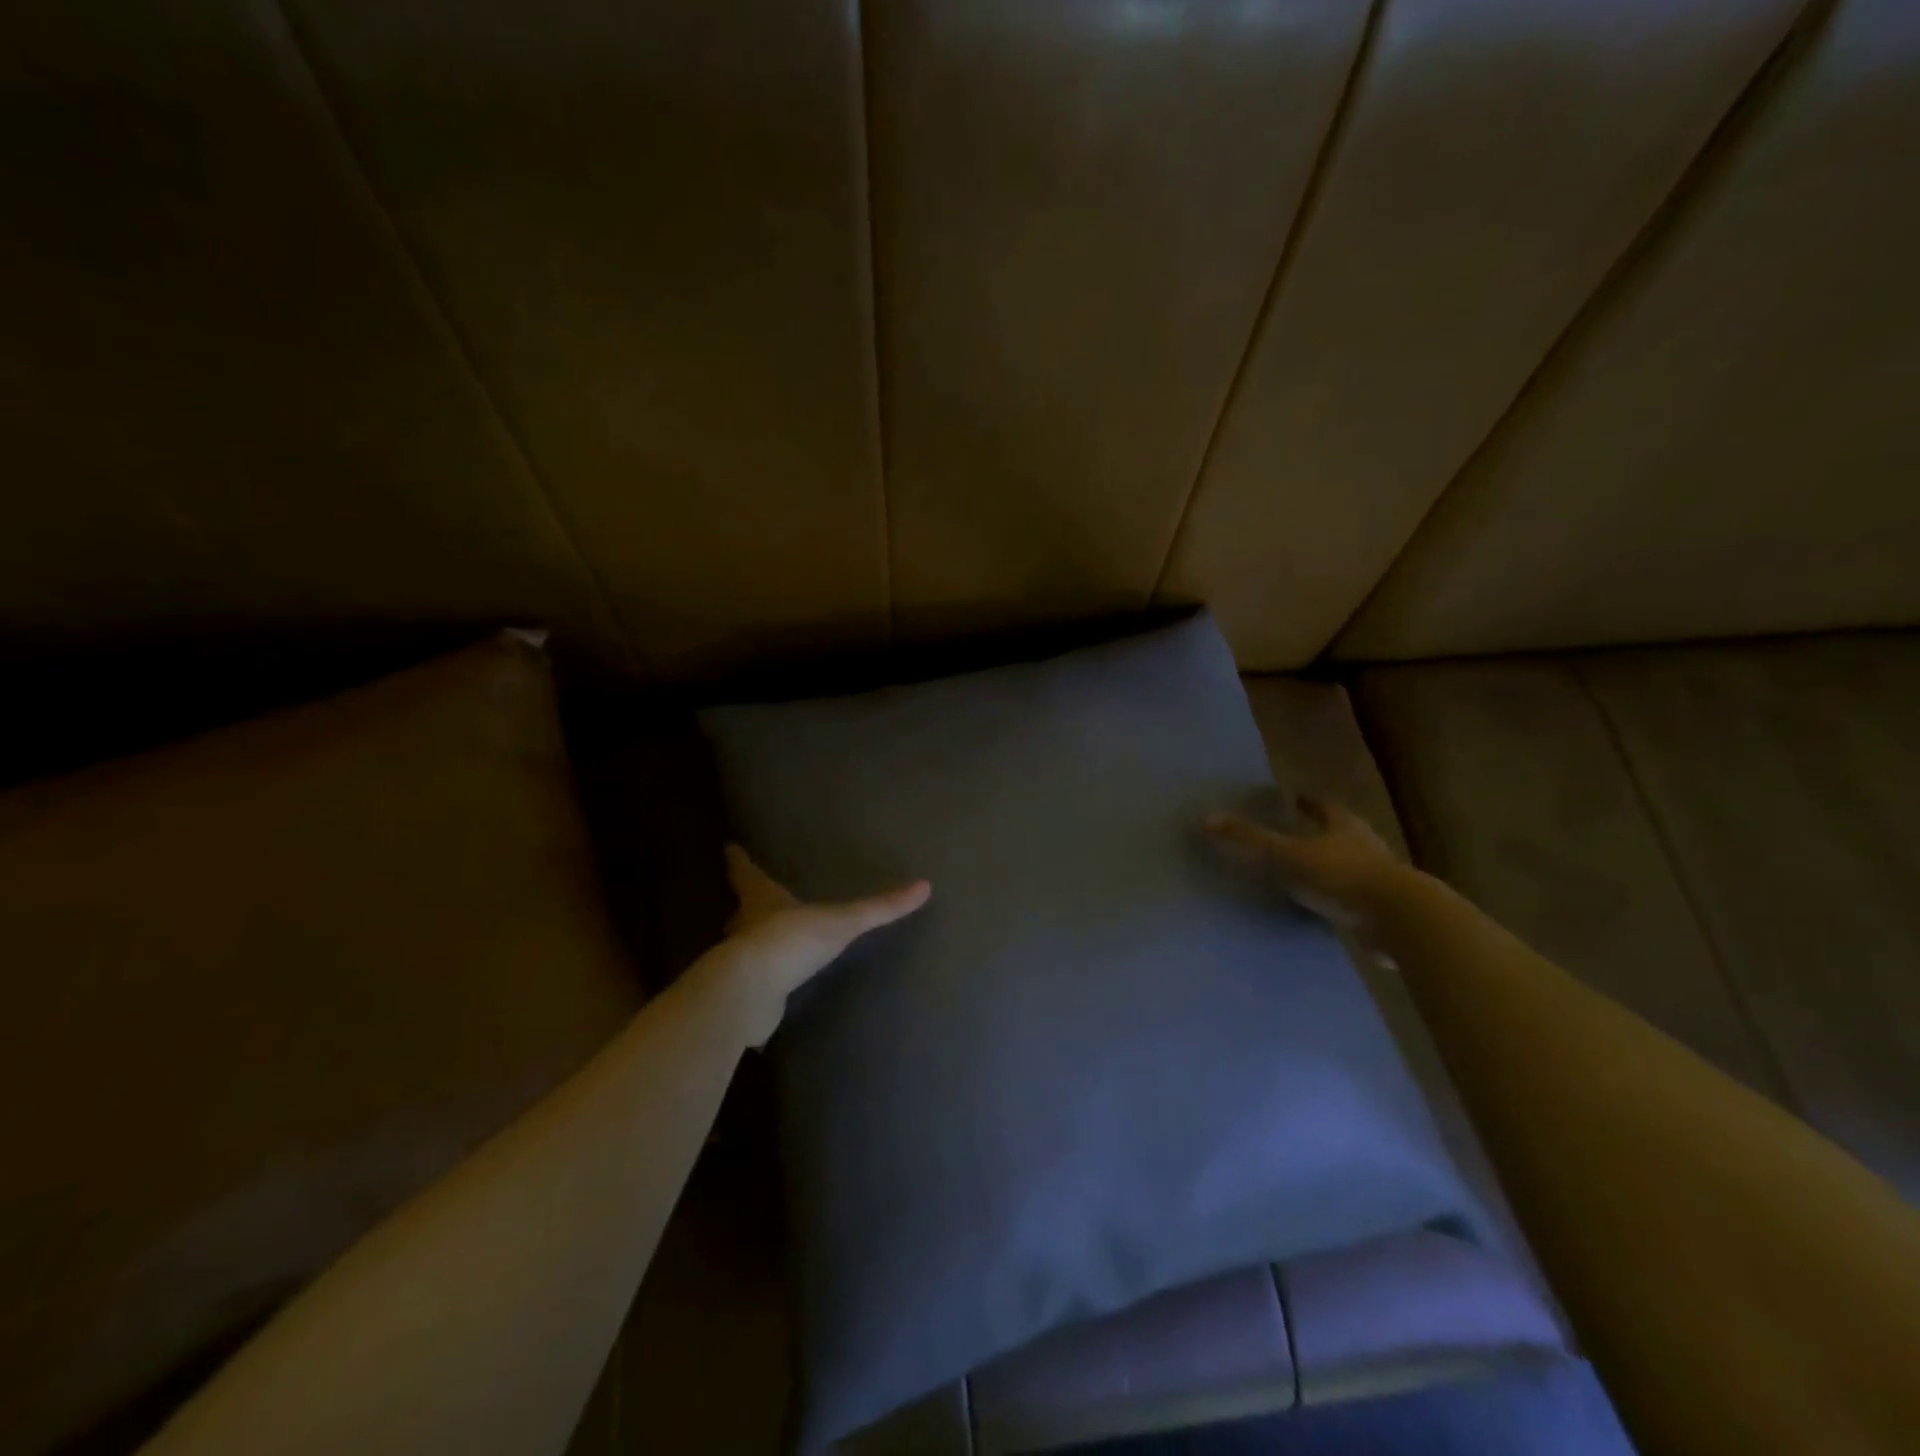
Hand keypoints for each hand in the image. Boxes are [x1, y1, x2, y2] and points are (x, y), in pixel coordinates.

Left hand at [709, 845, 930, 1044]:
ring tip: (767, 944)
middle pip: (741, 911)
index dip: (739, 861)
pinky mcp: (743, 994)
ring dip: (751, 944)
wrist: (750, 993)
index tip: (730, 848)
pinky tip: (771, 991)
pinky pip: (753, 985)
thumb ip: (879, 908)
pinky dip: (760, 985)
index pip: (746, 874)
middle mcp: (744, 927)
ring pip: (743, 947)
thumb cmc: (790, 941)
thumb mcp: (842, 921)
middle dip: (746, 906)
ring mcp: (740, 963)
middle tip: (753, 902)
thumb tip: (924, 886)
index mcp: (761, 900)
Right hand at [1204, 795, 1402, 928]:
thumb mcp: (1287, 855)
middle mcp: (1367, 847)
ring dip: (1335, 867)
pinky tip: (1329, 910)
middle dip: (1325, 833)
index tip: (1298, 799)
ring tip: (1311, 873)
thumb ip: (1249, 840)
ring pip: (1354, 867)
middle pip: (1344, 834)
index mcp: (1345, 828)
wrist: (1400, 920)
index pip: (1325, 808)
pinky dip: (1343, 900)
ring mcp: (1381, 881)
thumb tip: (1206, 819)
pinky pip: (1358, 901)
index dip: (1310, 803)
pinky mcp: (1386, 912)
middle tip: (1303, 833)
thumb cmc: (1341, 877)